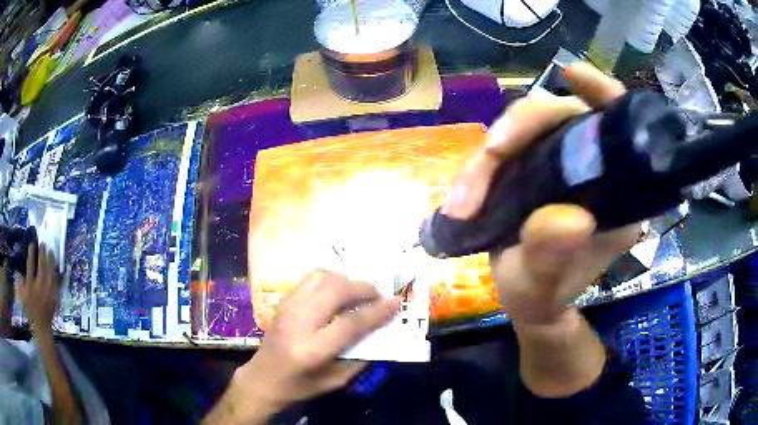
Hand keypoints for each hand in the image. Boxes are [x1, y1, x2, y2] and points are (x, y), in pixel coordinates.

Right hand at [18, 242, 59, 331]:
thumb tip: (18, 272)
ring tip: (50, 250)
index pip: (30, 267)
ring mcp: (48, 293)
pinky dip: (55, 273)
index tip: (32, 244)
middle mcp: (39, 289)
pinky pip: (55, 283)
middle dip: (42, 254)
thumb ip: (19, 284)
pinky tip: (55, 265)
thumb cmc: (30, 312)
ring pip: (49, 273)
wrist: (42, 328)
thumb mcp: (22, 298)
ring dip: (50, 261)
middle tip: (43, 243)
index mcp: (30, 287)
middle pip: (41, 267)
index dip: (31, 254)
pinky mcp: (54, 298)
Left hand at [205, 270, 398, 423]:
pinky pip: (310, 278)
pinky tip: (337, 292)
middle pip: (336, 291)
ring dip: (346, 281)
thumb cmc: (300, 385)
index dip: (377, 311)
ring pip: (322, 278)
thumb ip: (360, 357)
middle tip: (378, 297)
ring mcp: (287, 307)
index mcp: (312, 349)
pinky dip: (330, 279)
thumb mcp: (335, 381)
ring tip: (358, 294)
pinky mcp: (282, 301)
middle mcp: (298, 322)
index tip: (396, 301)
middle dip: (363, 289)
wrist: (262, 378)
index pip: (350, 323)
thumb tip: (381, 332)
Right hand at [442, 63, 638, 324]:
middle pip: (560, 115)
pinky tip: (464, 192)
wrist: (527, 300)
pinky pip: (507, 146)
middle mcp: (590, 167)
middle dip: (520, 129)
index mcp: (615, 192)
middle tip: (489, 158)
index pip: (617, 124)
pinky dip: (482, 164)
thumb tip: (569, 218)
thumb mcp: (546, 285)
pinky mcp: (530, 165)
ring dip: (491, 154)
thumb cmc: (545, 295)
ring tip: (462, 202)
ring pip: (526, 128)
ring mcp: (557, 162)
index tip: (572, 76)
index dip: (601, 93)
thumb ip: (554, 257)